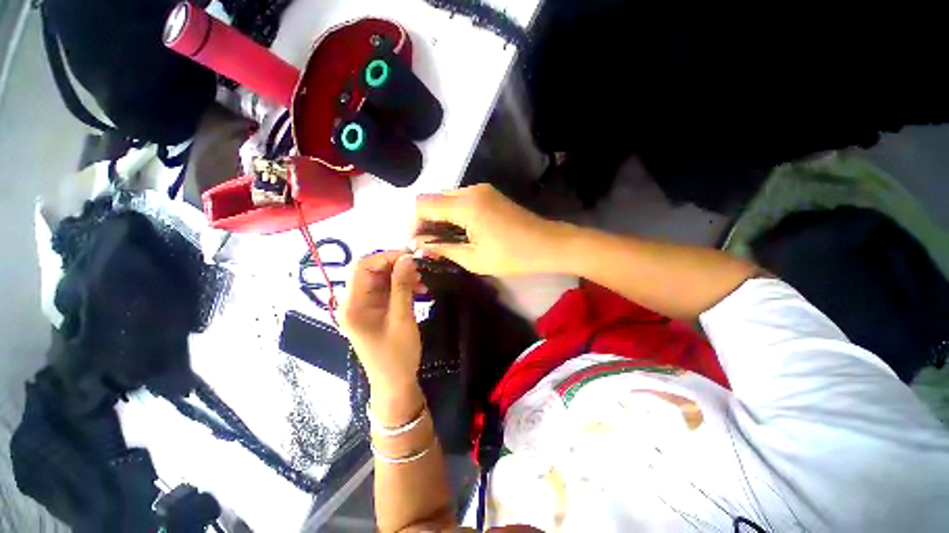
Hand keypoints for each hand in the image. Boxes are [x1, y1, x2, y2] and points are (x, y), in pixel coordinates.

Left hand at [339, 252, 422, 400]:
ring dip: (401, 275)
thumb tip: (407, 258)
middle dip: (395, 266)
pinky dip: (401, 286)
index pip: (362, 267)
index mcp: (353, 305)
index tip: (411, 258)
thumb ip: (402, 286)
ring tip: (421, 280)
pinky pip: (386, 290)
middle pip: (371, 271)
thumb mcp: (402, 319)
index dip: (386, 257)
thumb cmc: (397, 355)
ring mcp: (364, 307)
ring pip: (380, 279)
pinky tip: (418, 289)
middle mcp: (354, 302)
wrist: (395, 383)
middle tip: (419, 268)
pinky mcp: (374, 311)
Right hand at [412, 184, 563, 276]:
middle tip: (426, 244)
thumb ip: (442, 248)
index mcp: (465, 204)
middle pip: (434, 198)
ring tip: (439, 241)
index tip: (413, 244)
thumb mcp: (474, 258)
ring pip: (447, 198)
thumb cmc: (513, 256)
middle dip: (424, 220)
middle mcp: (471, 190)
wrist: (549, 245)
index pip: (423, 204)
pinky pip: (461, 200)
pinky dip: (452, 214)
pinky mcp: (490, 195)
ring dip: (438, 217)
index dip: (413, 223)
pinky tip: (456, 232)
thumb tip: (419, 245)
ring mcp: (482, 190)